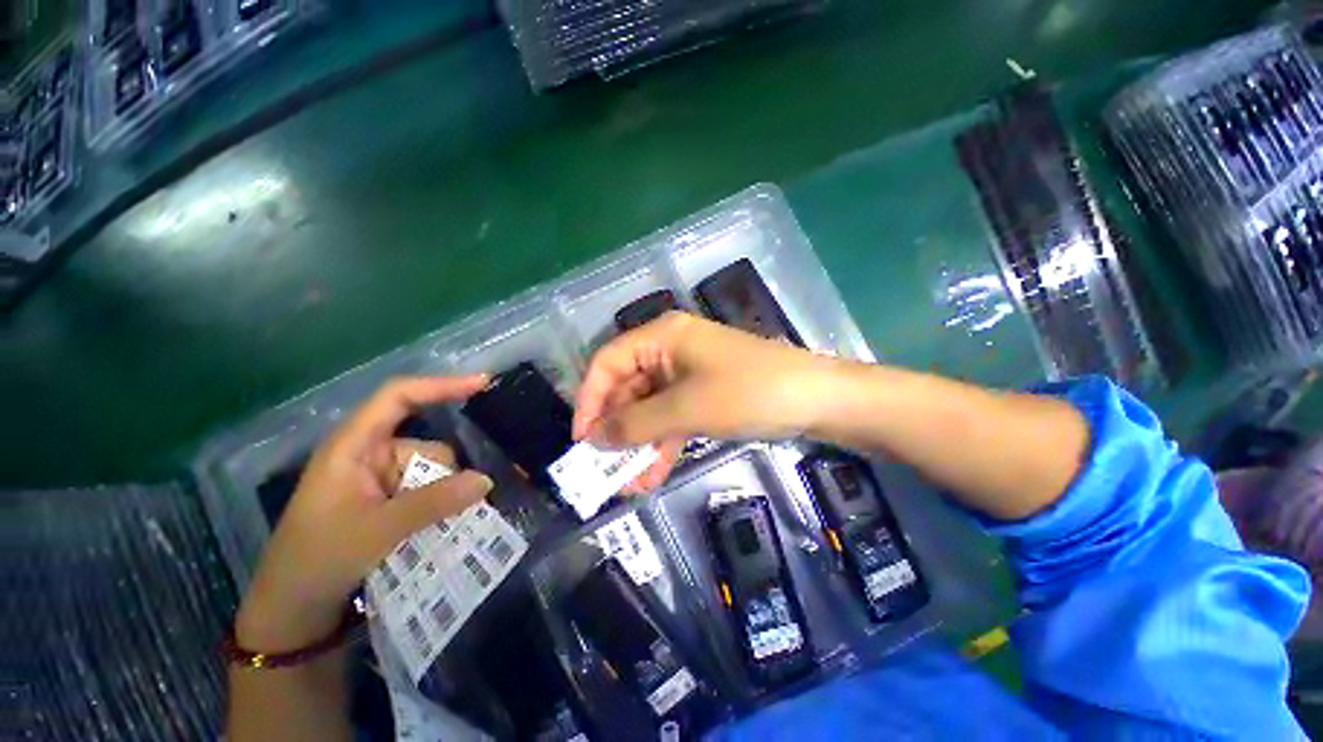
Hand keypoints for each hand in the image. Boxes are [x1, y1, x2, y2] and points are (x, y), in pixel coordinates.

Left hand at [235, 376, 494, 651]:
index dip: (440, 385)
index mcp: (354, 445)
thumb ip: (433, 502)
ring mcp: (381, 479)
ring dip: (446, 495)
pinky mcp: (389, 501)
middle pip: (427, 446)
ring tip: (447, 526)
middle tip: (462, 504)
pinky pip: (429, 491)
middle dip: (448, 474)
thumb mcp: (376, 530)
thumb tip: (486, 480)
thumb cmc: (318, 560)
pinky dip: (442, 505)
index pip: (398, 397)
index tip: (483, 385)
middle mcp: (370, 455)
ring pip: (434, 473)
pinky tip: (447, 524)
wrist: (294, 612)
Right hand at [573, 312, 836, 489]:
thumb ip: (636, 423)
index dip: (589, 398)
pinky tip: (653, 475)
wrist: (815, 400)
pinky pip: (671, 418)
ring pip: (649, 408)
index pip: (607, 361)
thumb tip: (595, 437)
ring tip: (628, 482)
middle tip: (605, 468)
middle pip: (627, 388)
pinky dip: (661, 443)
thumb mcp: (685, 409)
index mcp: (662, 337)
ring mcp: (687, 373)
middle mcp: (669, 350)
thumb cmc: (746, 392)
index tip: (582, 438)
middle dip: (617, 429)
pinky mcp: (703, 394)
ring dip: (638, 443)